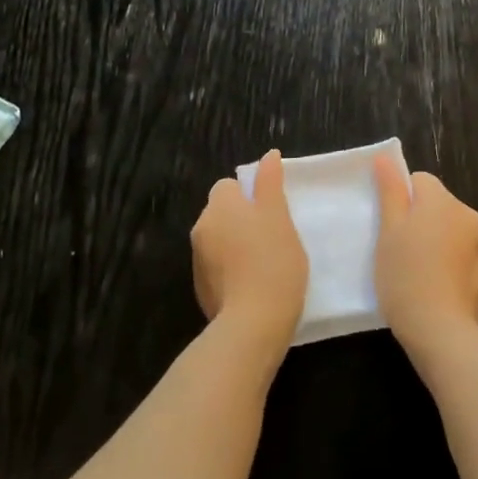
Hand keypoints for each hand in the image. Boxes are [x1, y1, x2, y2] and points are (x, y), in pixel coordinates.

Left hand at [192, 150, 308, 357]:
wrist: (253, 323)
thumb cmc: (273, 261)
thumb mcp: (279, 216)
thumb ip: (270, 183)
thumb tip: (269, 155)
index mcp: (220, 206)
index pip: (228, 186)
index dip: (249, 195)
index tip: (271, 212)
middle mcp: (202, 228)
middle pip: (222, 213)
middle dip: (241, 219)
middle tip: (273, 236)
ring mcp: (198, 261)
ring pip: (219, 240)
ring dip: (236, 245)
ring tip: (265, 263)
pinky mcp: (201, 289)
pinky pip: (217, 268)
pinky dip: (231, 271)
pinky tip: (253, 285)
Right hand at [372, 157, 477, 357]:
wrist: (441, 331)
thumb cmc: (406, 275)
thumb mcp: (388, 230)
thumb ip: (390, 191)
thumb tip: (385, 158)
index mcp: (444, 202)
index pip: (420, 181)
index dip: (400, 199)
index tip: (389, 226)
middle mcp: (469, 217)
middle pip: (437, 205)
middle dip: (418, 220)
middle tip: (397, 250)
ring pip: (449, 231)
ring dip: (433, 242)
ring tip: (414, 273)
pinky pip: (460, 257)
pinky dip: (446, 264)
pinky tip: (432, 288)